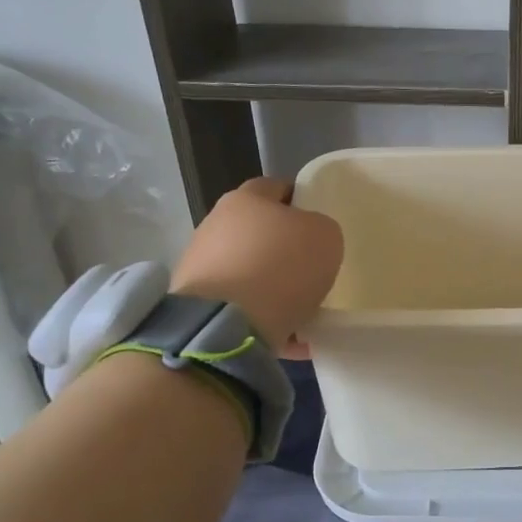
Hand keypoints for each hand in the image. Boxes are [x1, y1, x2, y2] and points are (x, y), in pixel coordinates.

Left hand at [170, 178, 342, 358]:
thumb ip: (320, 229)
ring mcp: (200, 265)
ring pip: (248, 270)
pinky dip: (260, 315)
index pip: (277, 188)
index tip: (319, 223)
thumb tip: (307, 237)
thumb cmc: (281, 267)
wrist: (227, 324)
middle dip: (283, 247)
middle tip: (311, 267)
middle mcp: (216, 225)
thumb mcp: (326, 237)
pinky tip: (286, 334)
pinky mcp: (195, 302)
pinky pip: (239, 305)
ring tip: (300, 309)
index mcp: (246, 199)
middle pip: (258, 231)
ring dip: (271, 285)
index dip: (301, 200)